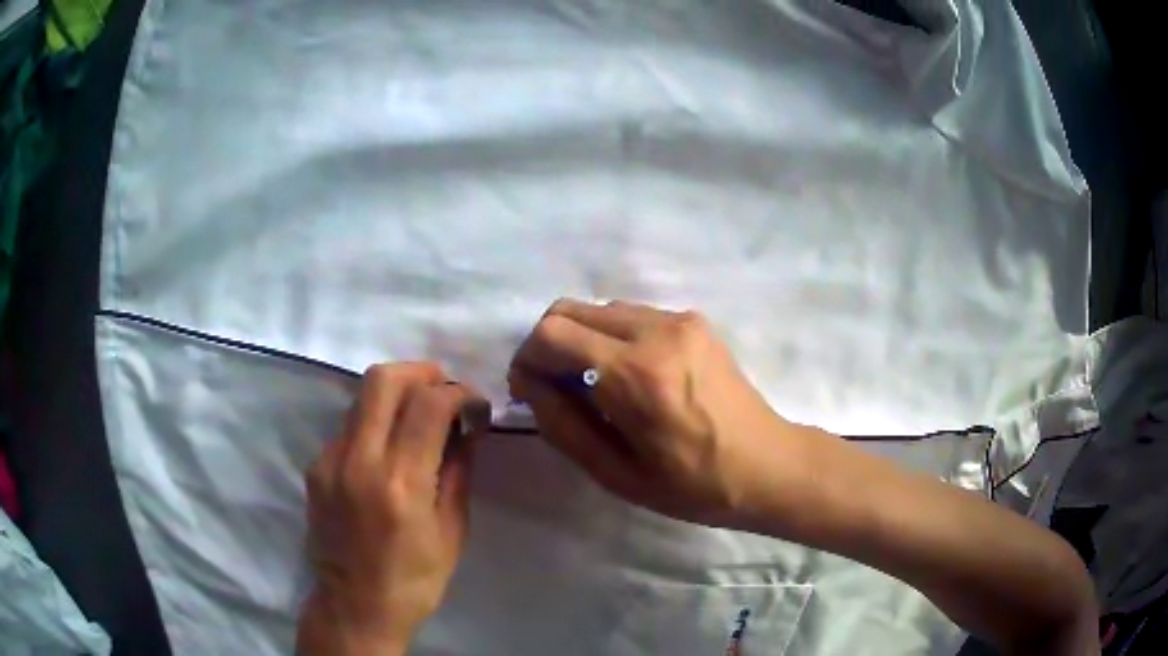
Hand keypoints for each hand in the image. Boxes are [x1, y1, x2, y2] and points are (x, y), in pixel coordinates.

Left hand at [297, 363, 483, 655]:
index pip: (428, 404)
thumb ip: (458, 470)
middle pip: (383, 380)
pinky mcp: (315, 467)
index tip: (474, 405)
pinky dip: (375, 424)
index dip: (458, 392)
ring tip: (419, 419)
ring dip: (396, 395)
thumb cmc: (415, 579)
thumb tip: (467, 425)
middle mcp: (358, 462)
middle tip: (443, 388)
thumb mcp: (452, 531)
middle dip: (421, 372)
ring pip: (362, 397)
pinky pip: (349, 427)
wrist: (355, 606)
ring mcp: (329, 461)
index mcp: (401, 484)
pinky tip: (388, 452)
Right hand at [508, 299, 815, 529]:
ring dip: (581, 340)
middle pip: (569, 310)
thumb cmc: (692, 485)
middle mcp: (656, 331)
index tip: (529, 392)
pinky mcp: (695, 321)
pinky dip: (612, 338)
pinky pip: (632, 316)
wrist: (767, 465)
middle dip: (548, 345)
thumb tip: (530, 385)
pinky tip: (628, 376)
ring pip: (600, 309)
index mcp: (636, 375)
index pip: (552, 334)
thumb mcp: (616, 474)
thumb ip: (563, 425)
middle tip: (553, 388)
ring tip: (593, 386)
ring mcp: (680, 320)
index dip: (527, 359)